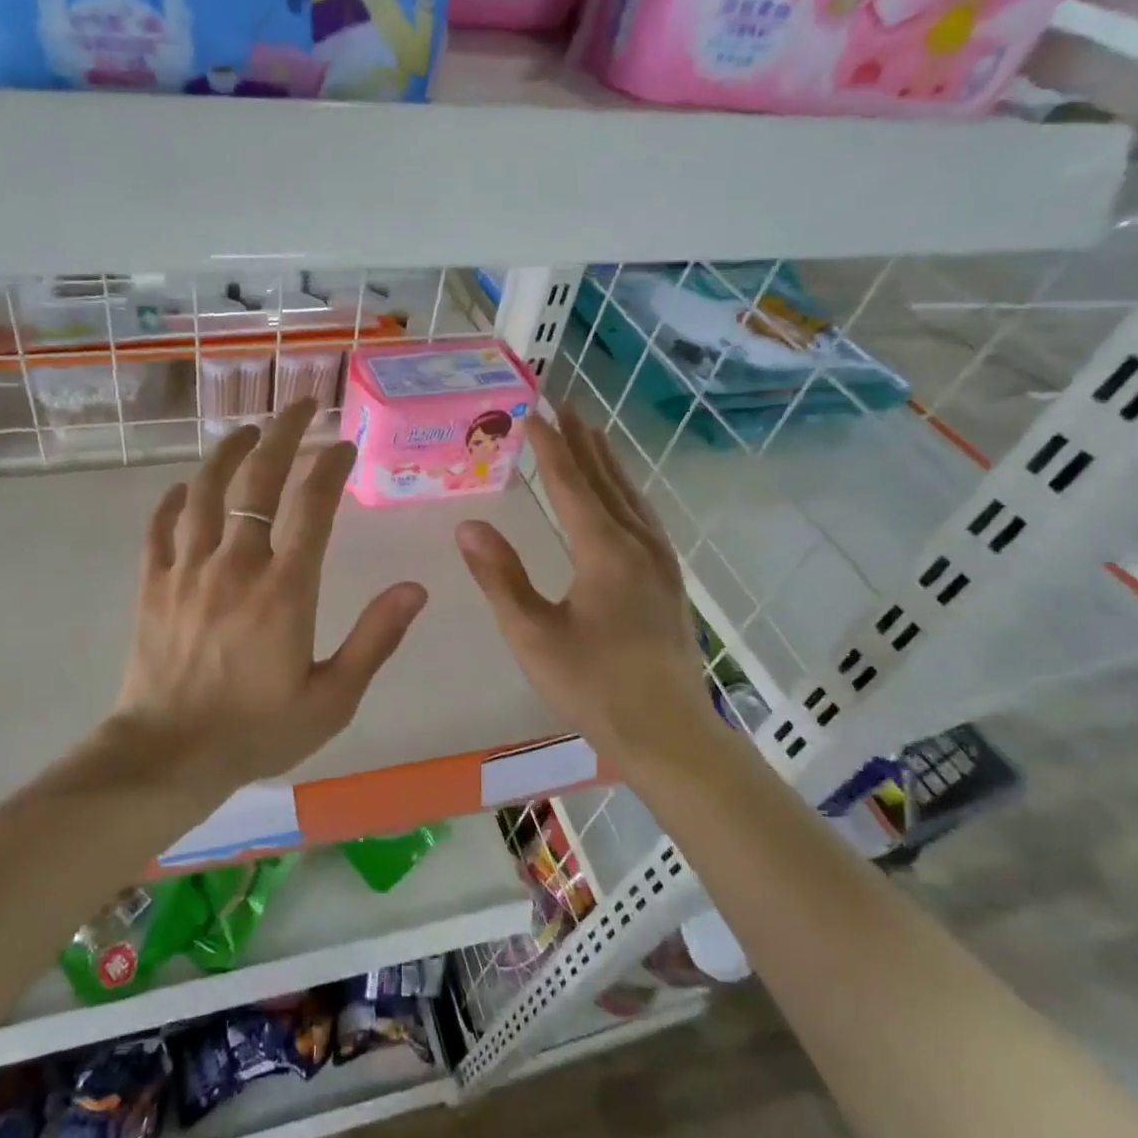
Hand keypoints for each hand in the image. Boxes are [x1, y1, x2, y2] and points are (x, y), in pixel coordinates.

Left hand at [114, 399, 427, 785]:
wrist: (169, 757)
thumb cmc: (257, 732)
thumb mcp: (333, 699)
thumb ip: (375, 639)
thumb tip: (415, 588)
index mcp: (285, 590)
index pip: (313, 506)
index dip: (331, 465)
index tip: (344, 444)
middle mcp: (235, 566)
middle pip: (258, 480)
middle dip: (282, 433)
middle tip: (299, 405)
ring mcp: (187, 570)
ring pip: (204, 491)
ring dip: (227, 452)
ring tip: (247, 431)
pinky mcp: (152, 585)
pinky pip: (159, 527)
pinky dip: (172, 499)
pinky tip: (183, 486)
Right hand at [455, 412, 719, 767]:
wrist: (669, 733)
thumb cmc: (593, 686)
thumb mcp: (532, 634)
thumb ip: (500, 577)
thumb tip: (468, 525)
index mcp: (604, 551)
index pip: (571, 483)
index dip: (549, 446)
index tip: (531, 412)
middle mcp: (638, 544)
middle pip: (606, 479)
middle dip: (582, 440)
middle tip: (564, 404)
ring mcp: (660, 562)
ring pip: (631, 496)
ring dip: (607, 462)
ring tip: (591, 433)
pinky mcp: (669, 581)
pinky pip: (644, 517)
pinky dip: (626, 492)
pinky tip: (622, 498)